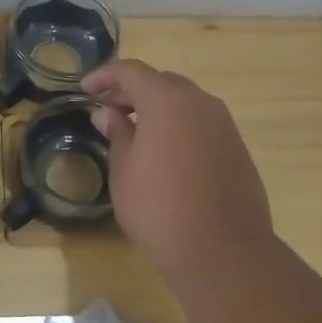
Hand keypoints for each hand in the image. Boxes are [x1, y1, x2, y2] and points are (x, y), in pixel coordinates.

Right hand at [83, 59, 275, 285]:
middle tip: (106, 110)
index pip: (131, 71)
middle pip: (160, 82)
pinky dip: (178, 125)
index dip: (104, 76)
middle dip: (131, 91)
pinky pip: (201, 123)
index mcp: (167, 101)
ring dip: (157, 107)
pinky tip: (164, 151)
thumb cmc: (160, 208)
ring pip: (184, 101)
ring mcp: (224, 125)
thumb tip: (108, 114)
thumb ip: (117, 134)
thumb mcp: (124, 170)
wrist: (224, 251)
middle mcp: (199, 103)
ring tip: (133, 131)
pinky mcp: (237, 148)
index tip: (84, 90)